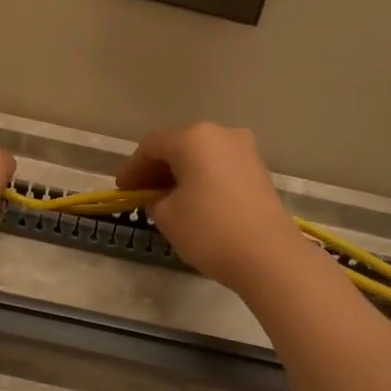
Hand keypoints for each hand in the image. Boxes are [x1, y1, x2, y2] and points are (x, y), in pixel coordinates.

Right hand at [116, 123, 306, 290]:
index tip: (122, 191)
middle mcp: (220, 134)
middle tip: (140, 194)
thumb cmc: (209, 230)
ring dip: (180, 174)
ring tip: (166, 200)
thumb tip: (160, 196)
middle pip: (178, 146)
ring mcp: (244, 151)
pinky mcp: (258, 171)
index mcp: (193, 138)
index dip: (132, 168)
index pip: (151, 146)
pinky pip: (219, 167)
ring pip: (200, 156)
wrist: (268, 256)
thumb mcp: (167, 216)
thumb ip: (154, 199)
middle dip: (156, 169)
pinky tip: (193, 201)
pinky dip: (201, 179)